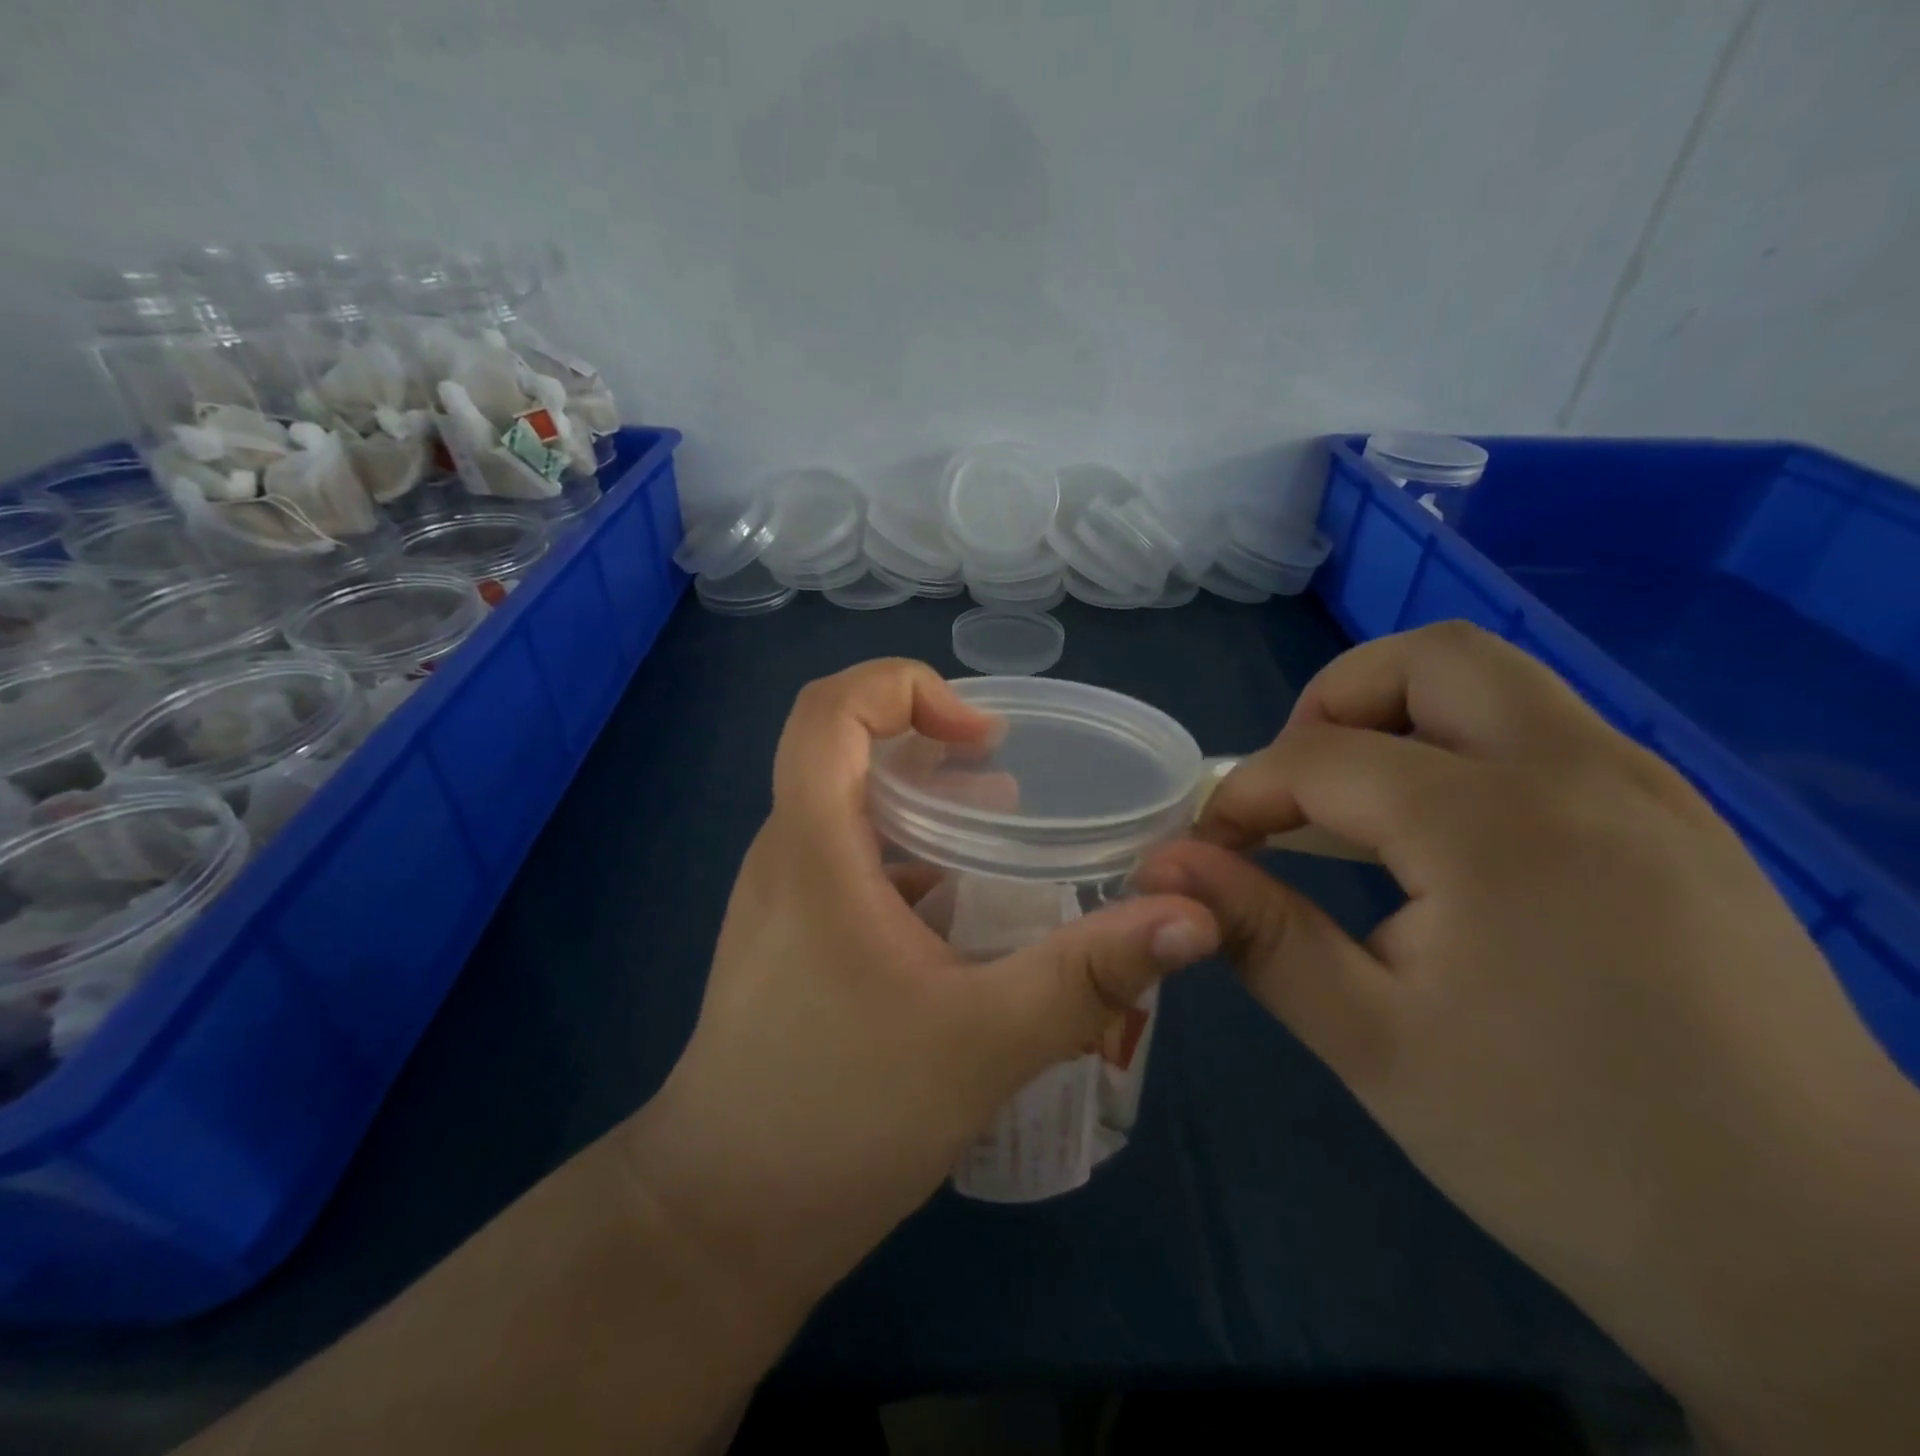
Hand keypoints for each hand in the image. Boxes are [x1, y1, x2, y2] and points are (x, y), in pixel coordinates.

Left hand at [630, 660, 1218, 1327]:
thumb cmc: (840, 1116)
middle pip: (844, 751)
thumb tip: (1193, 915)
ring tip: (1004, 834)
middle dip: (930, 744)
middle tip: (1008, 776)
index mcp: (812, 846)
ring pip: (851, 811)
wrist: (723, 1221)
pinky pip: (851, 865)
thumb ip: (1090, 973)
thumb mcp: (984, 1040)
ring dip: (924, 804)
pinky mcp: (791, 942)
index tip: (980, 736)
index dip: (904, 688)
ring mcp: (782, 900)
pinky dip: (911, 859)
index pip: (828, 707)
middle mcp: (787, 855)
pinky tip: (966, 915)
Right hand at [1134, 622, 1919, 1454]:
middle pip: (1430, 657)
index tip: (1210, 851)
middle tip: (1296, 789)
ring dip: (1403, 719)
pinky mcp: (1682, 823)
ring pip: (1499, 683)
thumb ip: (1259, 934)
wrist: (1825, 1261)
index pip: (1321, 758)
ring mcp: (1648, 789)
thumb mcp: (1372, 1044)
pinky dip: (1467, 749)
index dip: (1243, 794)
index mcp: (1494, 826)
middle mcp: (1580, 773)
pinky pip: (1548, 733)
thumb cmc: (1562, 1149)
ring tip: (1359, 813)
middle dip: (1334, 701)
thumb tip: (1163, 868)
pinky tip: (1447, 845)